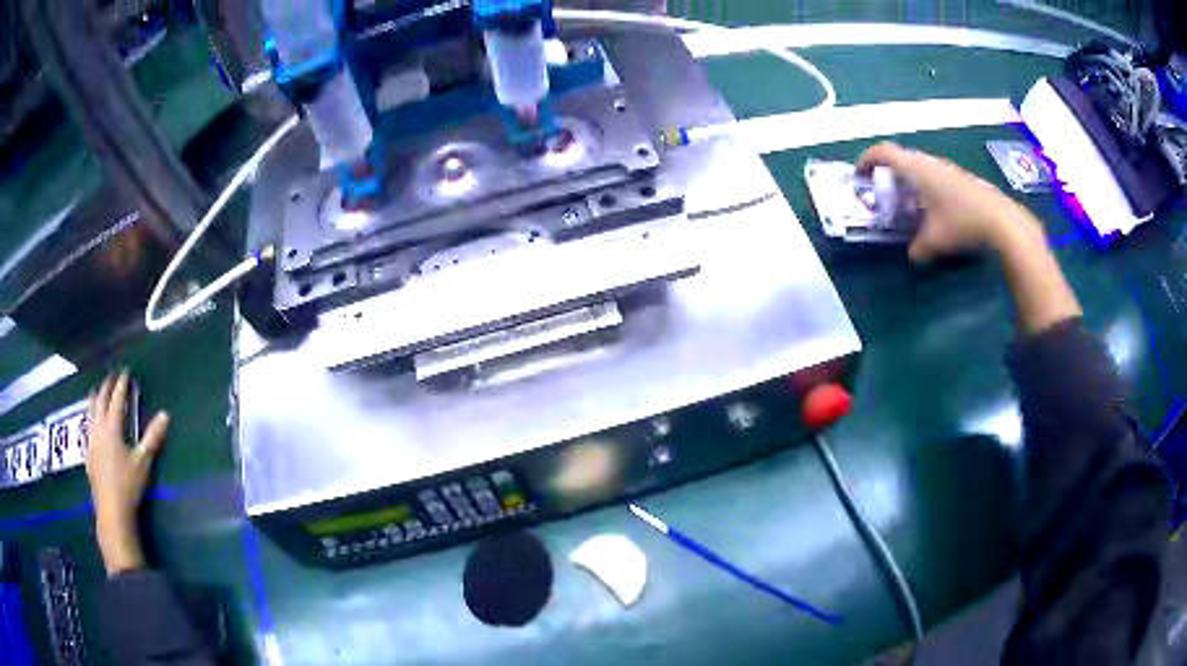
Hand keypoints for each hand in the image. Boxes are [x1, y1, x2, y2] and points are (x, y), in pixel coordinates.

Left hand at [86, 371, 169, 574]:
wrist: (111, 511)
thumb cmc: (128, 486)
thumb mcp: (143, 463)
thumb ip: (152, 438)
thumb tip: (165, 415)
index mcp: (112, 427)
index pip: (117, 399)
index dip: (121, 384)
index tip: (125, 372)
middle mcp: (99, 428)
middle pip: (101, 401)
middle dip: (106, 387)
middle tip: (111, 377)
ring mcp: (91, 441)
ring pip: (90, 412)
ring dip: (95, 399)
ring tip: (97, 391)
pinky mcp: (88, 453)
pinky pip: (88, 427)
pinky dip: (90, 417)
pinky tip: (91, 423)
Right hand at [857, 142, 1043, 262]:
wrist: (1001, 220)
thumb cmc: (962, 223)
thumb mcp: (935, 242)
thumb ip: (917, 248)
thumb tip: (912, 254)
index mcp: (917, 169)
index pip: (884, 152)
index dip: (867, 159)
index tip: (859, 174)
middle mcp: (930, 162)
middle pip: (901, 157)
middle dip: (887, 172)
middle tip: (883, 191)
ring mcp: (947, 168)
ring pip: (920, 166)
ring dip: (908, 179)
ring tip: (907, 202)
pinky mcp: (960, 177)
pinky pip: (934, 174)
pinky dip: (925, 185)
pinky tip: (934, 209)